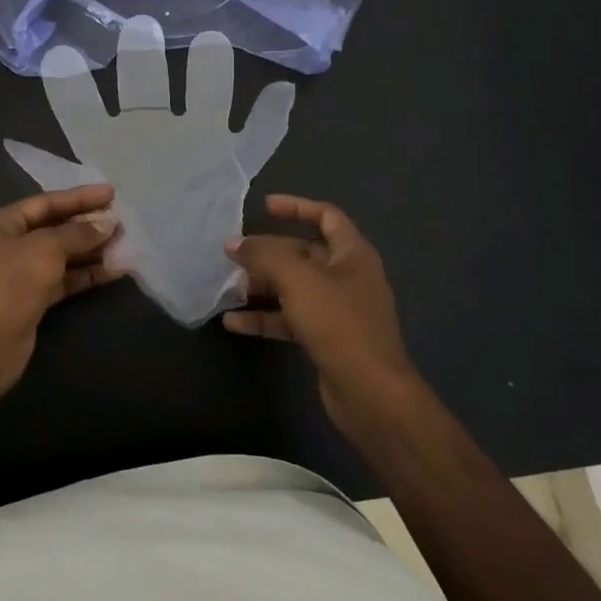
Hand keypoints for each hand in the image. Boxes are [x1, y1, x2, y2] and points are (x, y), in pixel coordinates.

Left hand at [0, 184, 124, 394]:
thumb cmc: (10, 283)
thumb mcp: (46, 248)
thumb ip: (77, 234)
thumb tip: (107, 224)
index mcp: (1, 223)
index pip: (46, 202)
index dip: (80, 197)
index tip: (111, 193)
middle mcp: (9, 244)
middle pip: (55, 228)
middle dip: (88, 225)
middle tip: (121, 221)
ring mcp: (21, 273)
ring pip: (62, 255)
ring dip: (92, 250)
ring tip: (124, 245)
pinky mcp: (34, 299)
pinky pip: (65, 279)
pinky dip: (87, 274)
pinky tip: (115, 271)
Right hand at [223, 195, 422, 439]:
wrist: (370, 394)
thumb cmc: (339, 323)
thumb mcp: (297, 280)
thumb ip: (263, 256)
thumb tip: (233, 243)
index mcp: (352, 254)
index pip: (326, 216)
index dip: (296, 207)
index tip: (264, 206)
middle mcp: (347, 277)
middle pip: (303, 253)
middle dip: (269, 253)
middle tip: (235, 254)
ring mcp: (338, 310)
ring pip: (294, 287)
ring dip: (262, 286)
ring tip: (230, 287)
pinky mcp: (326, 339)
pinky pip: (290, 319)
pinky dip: (265, 318)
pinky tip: (233, 323)